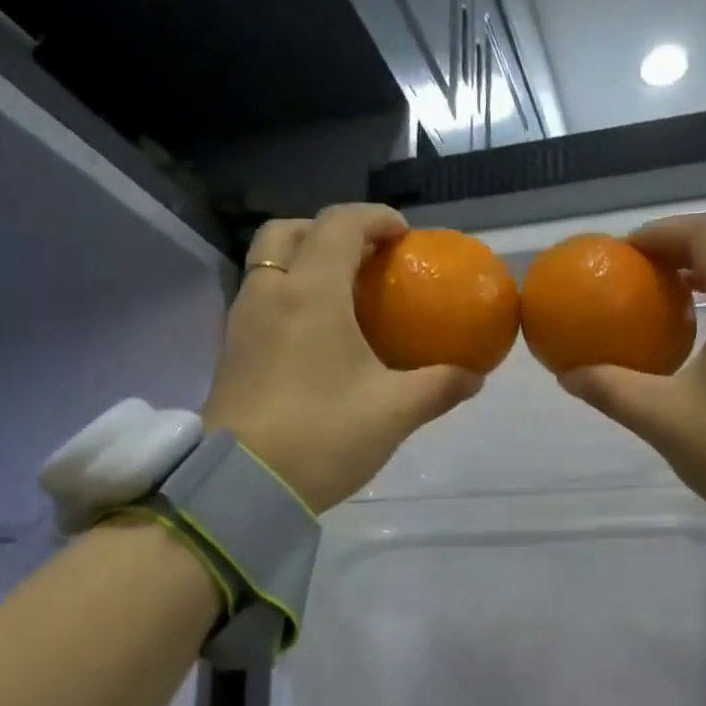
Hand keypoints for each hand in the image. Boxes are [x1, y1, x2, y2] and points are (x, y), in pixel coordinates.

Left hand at [202, 204, 482, 512]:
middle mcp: (270, 294)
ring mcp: (242, 323)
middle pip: (287, 231)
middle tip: (361, 259)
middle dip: (326, 231)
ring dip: (301, 262)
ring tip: (340, 297)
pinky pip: (259, 300)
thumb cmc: (323, 436)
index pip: (339, 225)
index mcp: (311, 293)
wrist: (243, 486)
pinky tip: (313, 337)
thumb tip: (474, 376)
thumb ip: (439, 387)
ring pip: (266, 264)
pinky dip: (286, 296)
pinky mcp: (230, 353)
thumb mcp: (395, 412)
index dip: (374, 219)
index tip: (402, 236)